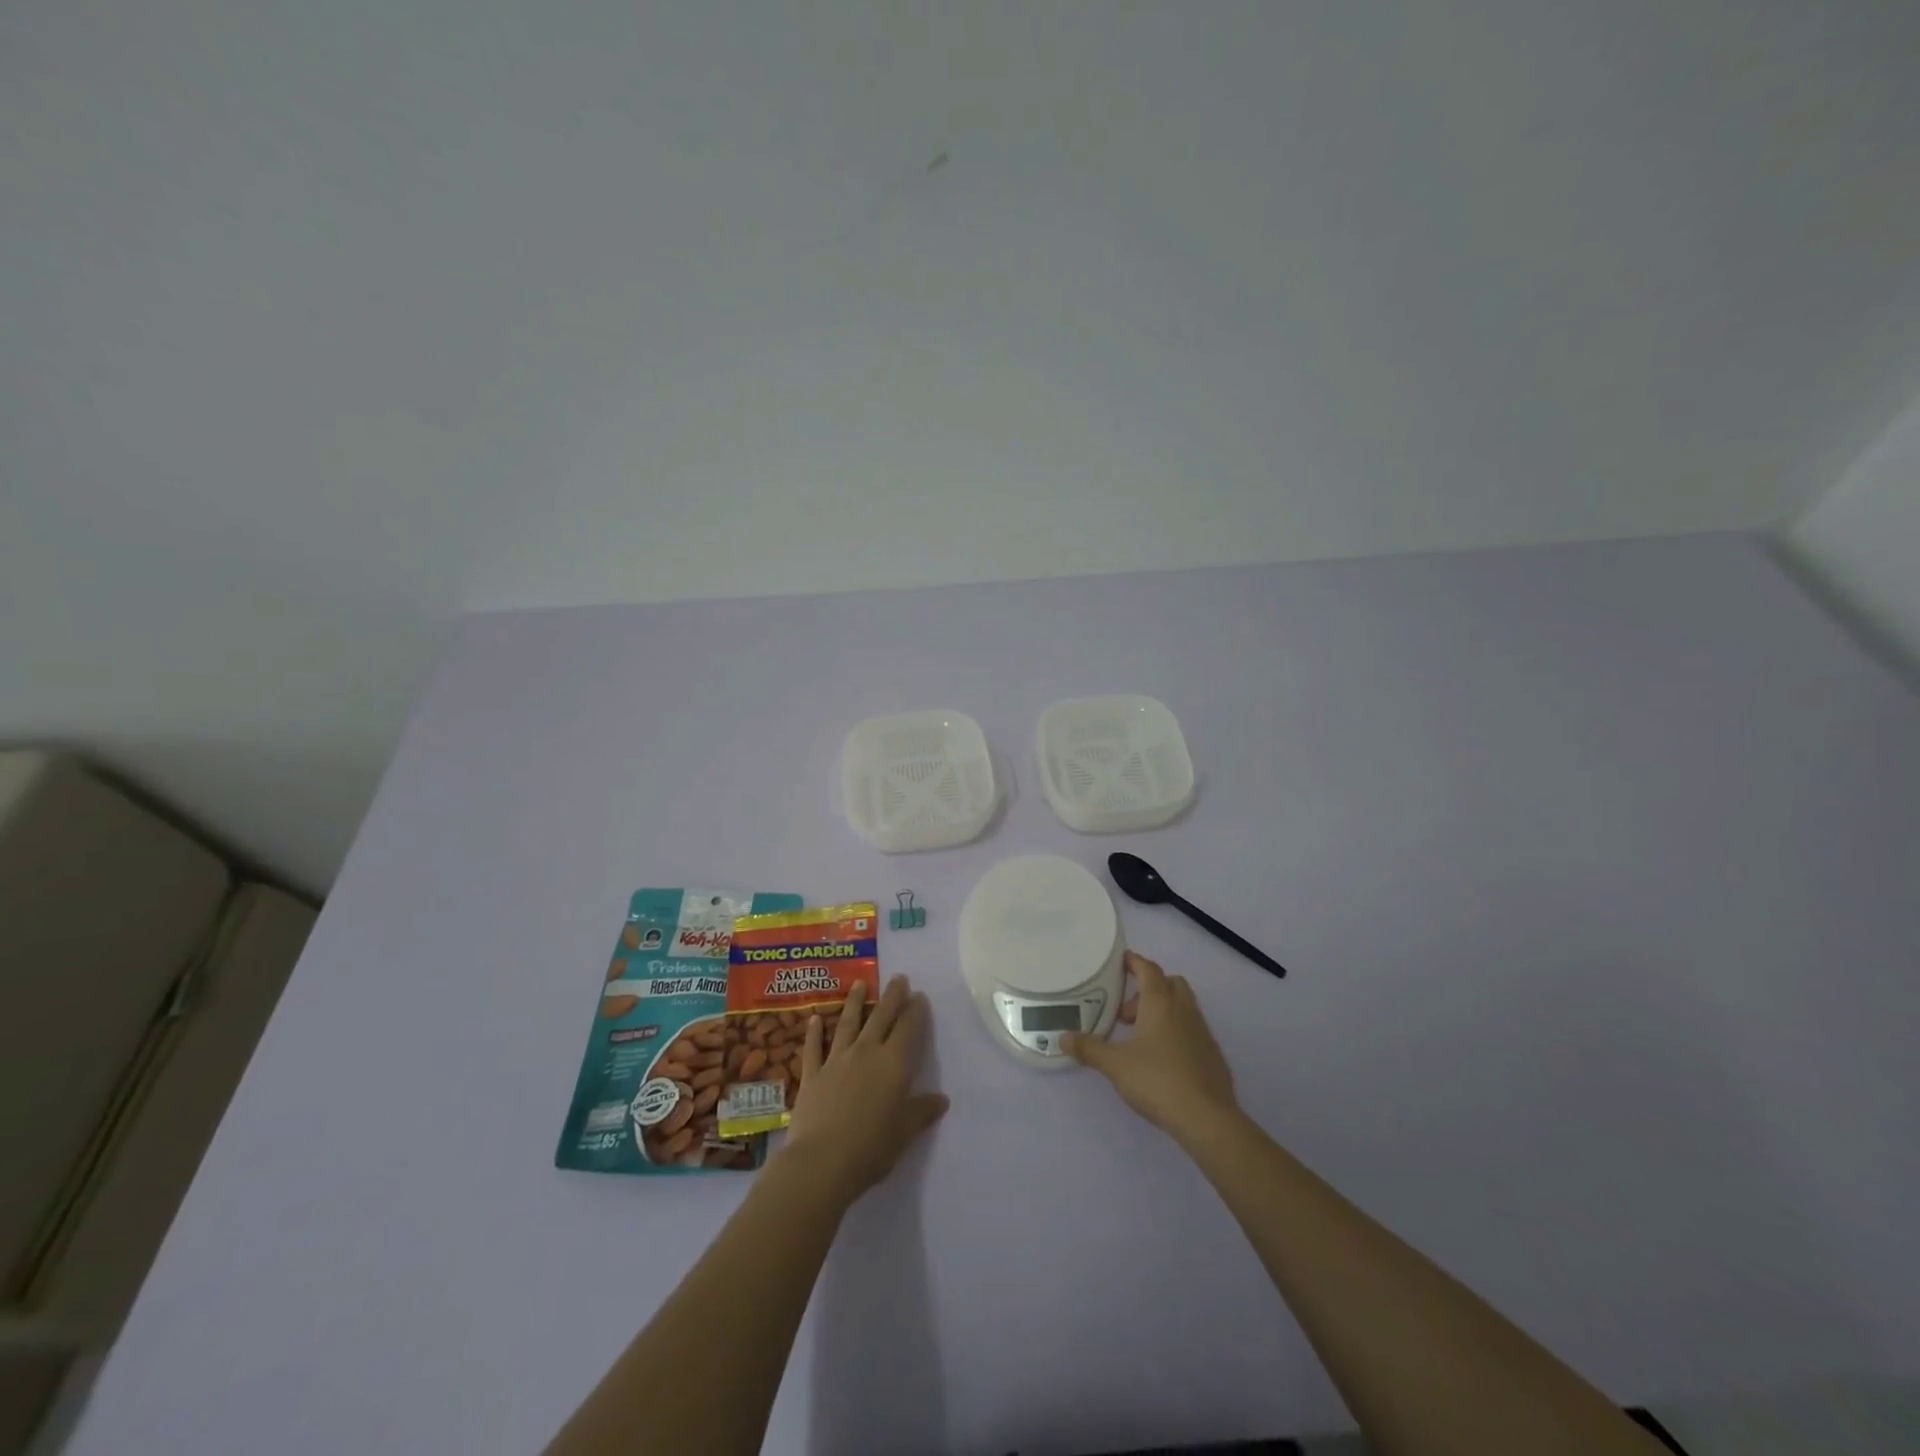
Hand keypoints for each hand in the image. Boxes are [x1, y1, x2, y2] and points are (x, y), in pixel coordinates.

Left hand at [780, 976, 948, 1202]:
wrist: (821, 1162)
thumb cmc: (871, 1148)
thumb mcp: (904, 1133)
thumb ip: (921, 1111)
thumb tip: (941, 1099)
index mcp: (894, 1064)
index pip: (909, 1028)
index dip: (916, 1010)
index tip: (920, 996)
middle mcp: (867, 1052)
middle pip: (881, 1016)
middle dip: (892, 996)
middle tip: (898, 977)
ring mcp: (837, 1060)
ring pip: (848, 1023)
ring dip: (855, 1002)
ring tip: (859, 984)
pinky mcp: (812, 1073)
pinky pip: (813, 1047)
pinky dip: (814, 1032)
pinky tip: (814, 1019)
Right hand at [1064, 951, 1238, 1141]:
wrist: (1207, 1118)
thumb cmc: (1157, 1080)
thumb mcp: (1115, 1065)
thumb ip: (1089, 1049)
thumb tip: (1063, 1038)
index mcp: (1160, 1003)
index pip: (1148, 969)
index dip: (1133, 961)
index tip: (1120, 961)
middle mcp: (1184, 1009)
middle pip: (1169, 983)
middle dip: (1148, 989)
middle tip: (1127, 1013)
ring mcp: (1202, 1031)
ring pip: (1183, 1006)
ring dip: (1162, 1011)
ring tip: (1140, 1038)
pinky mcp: (1213, 1054)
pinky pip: (1192, 1029)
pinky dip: (1176, 1032)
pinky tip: (1163, 1059)